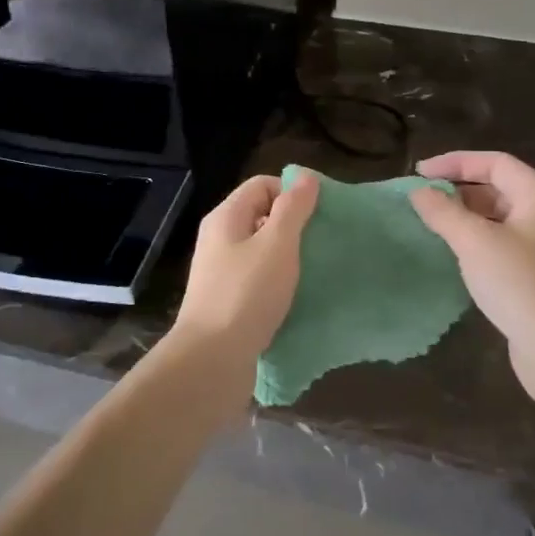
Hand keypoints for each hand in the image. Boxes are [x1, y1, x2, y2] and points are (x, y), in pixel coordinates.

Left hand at [170, 170, 319, 390]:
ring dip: (288, 256)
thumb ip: (293, 209)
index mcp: (226, 218)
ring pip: (261, 250)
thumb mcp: (277, 244)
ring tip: (315, 269)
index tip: (320, 213)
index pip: (262, 185)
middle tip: (322, 242)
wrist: (212, 359)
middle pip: (261, 216)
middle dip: (294, 225)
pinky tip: (297, 296)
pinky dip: (278, 282)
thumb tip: (305, 176)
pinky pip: (258, 279)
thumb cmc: (247, 294)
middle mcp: (219, 239)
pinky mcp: (227, 301)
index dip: (292, 192)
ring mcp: (221, 272)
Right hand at [410, 152, 534, 407]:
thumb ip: (443, 212)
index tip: (419, 173)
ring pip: (498, 217)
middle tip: (423, 199)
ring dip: (465, 216)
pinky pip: (501, 243)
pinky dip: (475, 240)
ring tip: (432, 224)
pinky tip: (454, 254)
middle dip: (459, 189)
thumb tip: (419, 191)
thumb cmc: (519, 282)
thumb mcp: (474, 241)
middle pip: (498, 187)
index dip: (455, 162)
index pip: (494, 162)